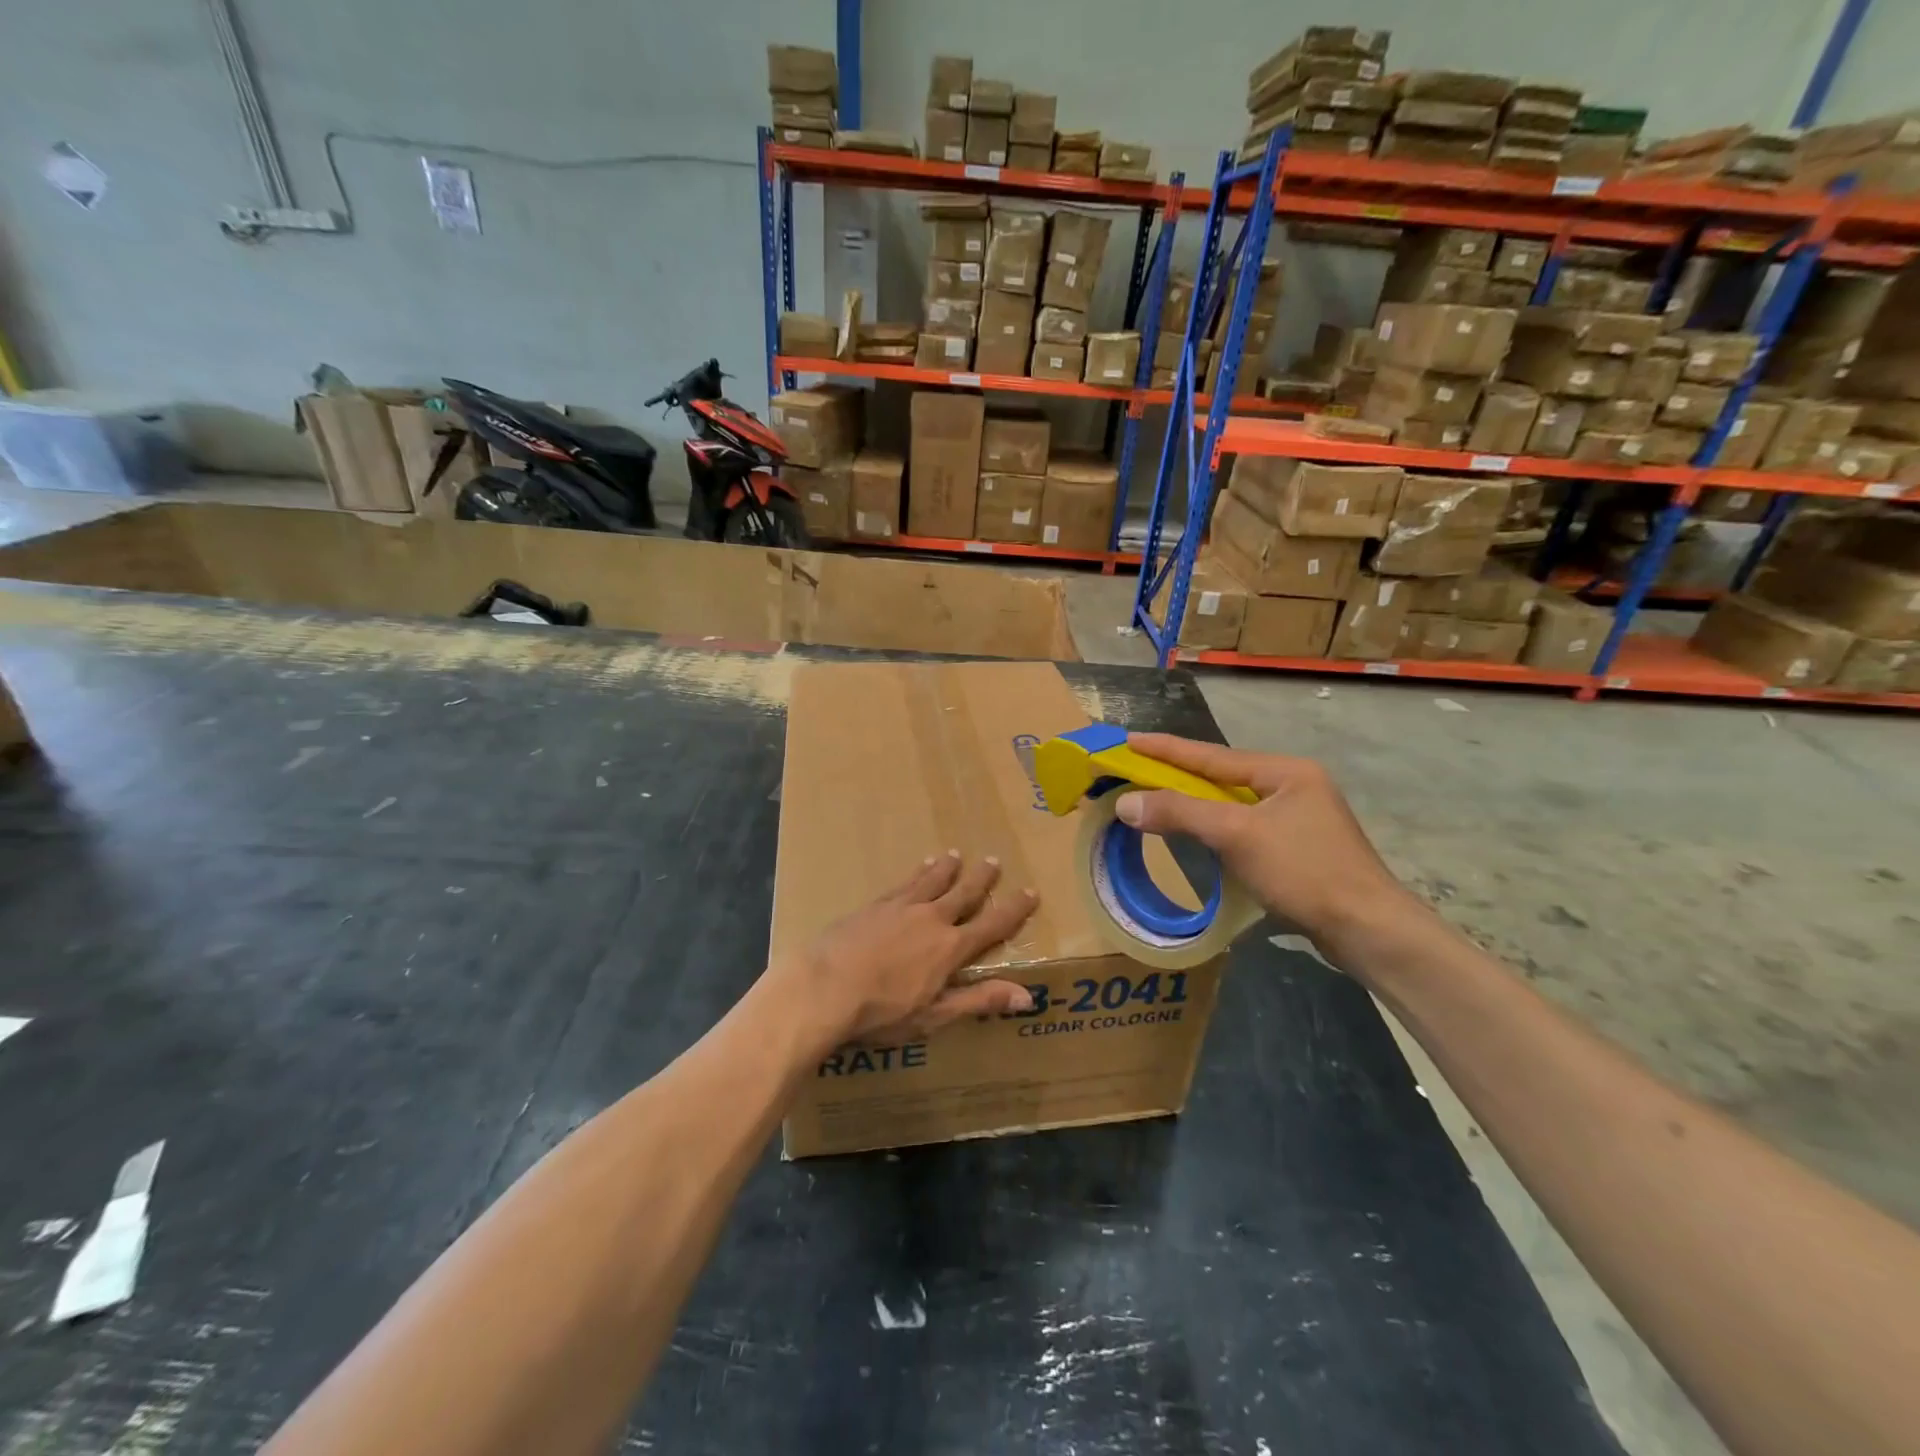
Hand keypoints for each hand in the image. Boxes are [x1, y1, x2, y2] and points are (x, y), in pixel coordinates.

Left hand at [769, 852, 1038, 1053]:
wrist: (823, 988)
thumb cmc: (880, 1012)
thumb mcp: (934, 1015)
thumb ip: (979, 1001)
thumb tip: (1027, 995)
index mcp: (951, 948)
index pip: (992, 925)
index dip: (1014, 910)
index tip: (1031, 892)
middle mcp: (931, 919)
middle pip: (963, 893)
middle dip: (981, 879)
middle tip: (993, 861)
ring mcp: (900, 908)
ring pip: (932, 881)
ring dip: (947, 868)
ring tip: (955, 854)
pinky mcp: (874, 905)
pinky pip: (904, 883)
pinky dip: (917, 872)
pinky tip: (918, 867)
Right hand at [1116, 734, 1427, 957]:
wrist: (1367, 929)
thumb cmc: (1304, 872)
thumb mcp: (1236, 835)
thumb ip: (1180, 813)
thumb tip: (1125, 803)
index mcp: (1284, 771)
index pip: (1211, 755)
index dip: (1166, 748)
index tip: (1128, 739)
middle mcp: (1293, 786)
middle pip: (1221, 777)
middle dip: (1177, 774)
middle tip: (1134, 769)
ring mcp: (1298, 818)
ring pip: (1231, 804)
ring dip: (1193, 803)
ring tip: (1155, 798)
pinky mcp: (1298, 848)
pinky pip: (1243, 828)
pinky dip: (1213, 828)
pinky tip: (1195, 834)